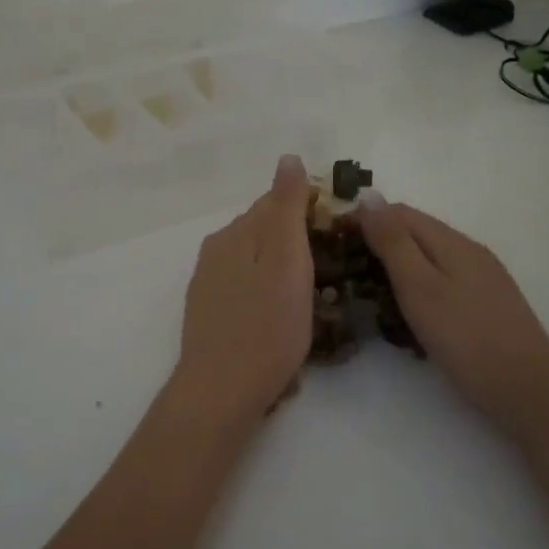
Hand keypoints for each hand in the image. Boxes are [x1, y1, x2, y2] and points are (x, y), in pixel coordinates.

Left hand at [172, 154, 316, 421]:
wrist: (222, 390)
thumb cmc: (267, 325)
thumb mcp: (286, 259)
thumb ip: (287, 207)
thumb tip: (289, 157)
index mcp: (235, 233)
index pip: (275, 202)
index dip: (310, 211)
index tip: (339, 233)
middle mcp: (216, 250)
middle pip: (263, 231)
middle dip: (296, 241)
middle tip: (331, 269)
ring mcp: (209, 283)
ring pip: (255, 261)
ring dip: (282, 269)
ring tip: (312, 297)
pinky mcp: (210, 313)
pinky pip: (246, 288)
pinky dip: (266, 293)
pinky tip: (280, 318)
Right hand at [356, 195, 548, 442]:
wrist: (528, 389)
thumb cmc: (466, 337)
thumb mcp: (420, 287)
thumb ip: (393, 242)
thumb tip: (368, 197)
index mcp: (451, 241)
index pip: (399, 212)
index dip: (365, 219)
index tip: (334, 241)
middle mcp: (469, 250)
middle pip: (416, 232)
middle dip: (379, 243)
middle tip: (347, 270)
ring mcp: (482, 277)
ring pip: (430, 258)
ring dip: (398, 266)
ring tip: (371, 291)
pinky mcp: (487, 304)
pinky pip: (443, 280)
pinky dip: (419, 287)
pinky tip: (410, 312)